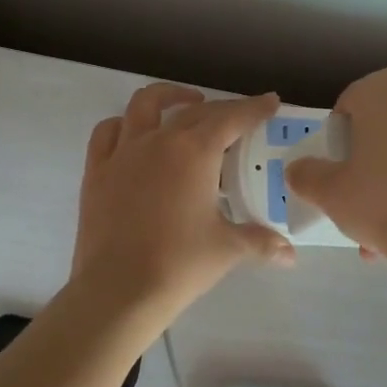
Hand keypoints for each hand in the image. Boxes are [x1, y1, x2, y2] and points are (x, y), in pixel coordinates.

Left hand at [72, 84, 295, 326]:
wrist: (119, 289)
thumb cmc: (179, 264)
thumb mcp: (227, 249)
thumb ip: (260, 242)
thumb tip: (290, 254)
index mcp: (195, 152)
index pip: (231, 118)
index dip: (254, 108)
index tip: (270, 101)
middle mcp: (158, 140)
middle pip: (194, 111)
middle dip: (221, 108)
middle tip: (238, 118)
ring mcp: (123, 152)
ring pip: (144, 105)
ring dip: (168, 97)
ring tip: (185, 104)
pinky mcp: (97, 171)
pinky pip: (108, 133)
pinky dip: (124, 125)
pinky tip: (134, 134)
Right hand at [284, 68, 386, 274]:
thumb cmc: (383, 201)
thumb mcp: (329, 192)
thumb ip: (306, 175)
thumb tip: (298, 170)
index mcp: (383, 89)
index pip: (347, 105)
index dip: (335, 142)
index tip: (335, 174)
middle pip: (383, 127)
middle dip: (368, 163)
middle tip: (358, 202)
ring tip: (386, 230)